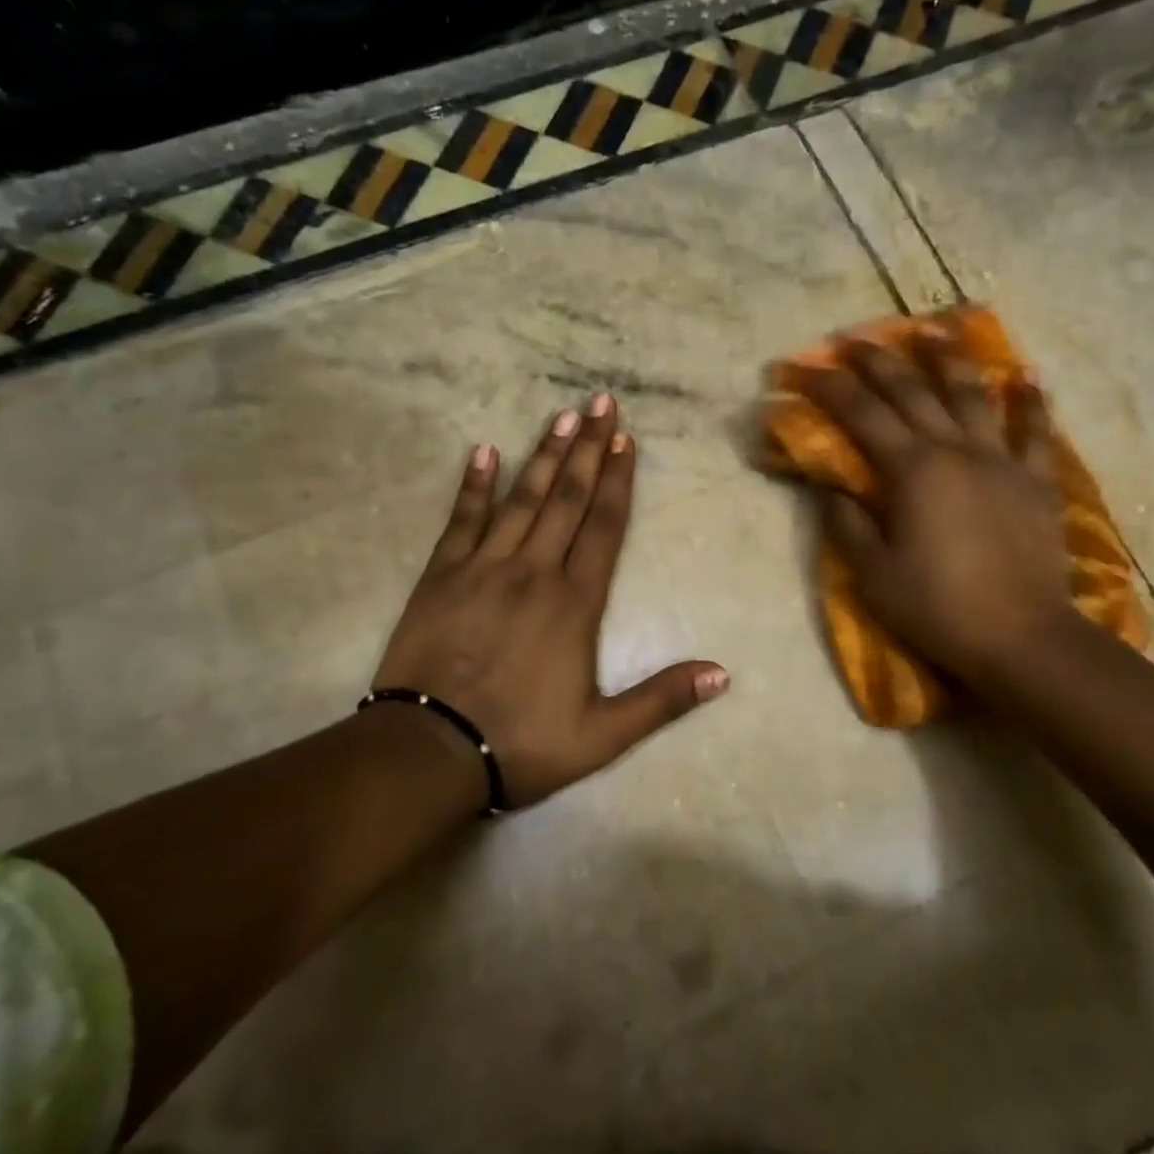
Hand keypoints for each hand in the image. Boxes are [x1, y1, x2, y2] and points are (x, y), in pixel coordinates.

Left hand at [374, 394, 728, 805]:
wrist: (430, 751)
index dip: (619, 481)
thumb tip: (723, 674)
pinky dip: (474, 485)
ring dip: (545, 455)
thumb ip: (662, 699)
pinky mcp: (442, 576)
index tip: (627, 440)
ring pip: (522, 499)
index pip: (605, 527)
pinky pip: (462, 520)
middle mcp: (534, 572)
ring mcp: (484, 568)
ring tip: (562, 417)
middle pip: (567, 498)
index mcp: (575, 603)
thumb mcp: (603, 735)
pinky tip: (484, 451)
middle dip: (588, 449)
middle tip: (600, 402)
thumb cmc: (522, 742)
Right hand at [797, 337, 1074, 690]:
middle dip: (880, 360)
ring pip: (974, 396)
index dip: (829, 387)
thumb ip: (848, 523)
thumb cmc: (937, 607)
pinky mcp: (1036, 483)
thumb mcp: (873, 574)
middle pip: (913, 391)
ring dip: (951, 360)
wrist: (1021, 638)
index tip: (804, 367)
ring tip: (937, 329)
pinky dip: (1032, 405)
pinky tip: (1027, 380)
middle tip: (856, 338)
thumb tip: (831, 486)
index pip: (861, 414)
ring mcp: (1002, 462)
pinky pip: (1036, 434)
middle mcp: (956, 451)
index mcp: (912, 470)